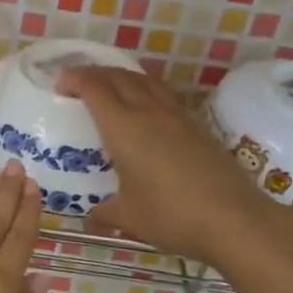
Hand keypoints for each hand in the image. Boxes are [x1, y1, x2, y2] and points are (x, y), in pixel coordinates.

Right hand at [59, 66, 273, 264]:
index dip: (74, 80)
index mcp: (123, 128)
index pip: (94, 89)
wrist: (233, 218)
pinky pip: (165, 95)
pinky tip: (147, 108)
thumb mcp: (129, 217)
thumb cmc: (171, 215)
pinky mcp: (198, 125)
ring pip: (145, 80)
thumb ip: (105, 214)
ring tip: (111, 86)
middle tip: (79, 82)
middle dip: (95, 73)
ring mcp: (177, 116)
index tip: (60, 85)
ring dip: (123, 76)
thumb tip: (90, 220)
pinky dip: (147, 90)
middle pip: (118, 76)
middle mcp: (149, 112)